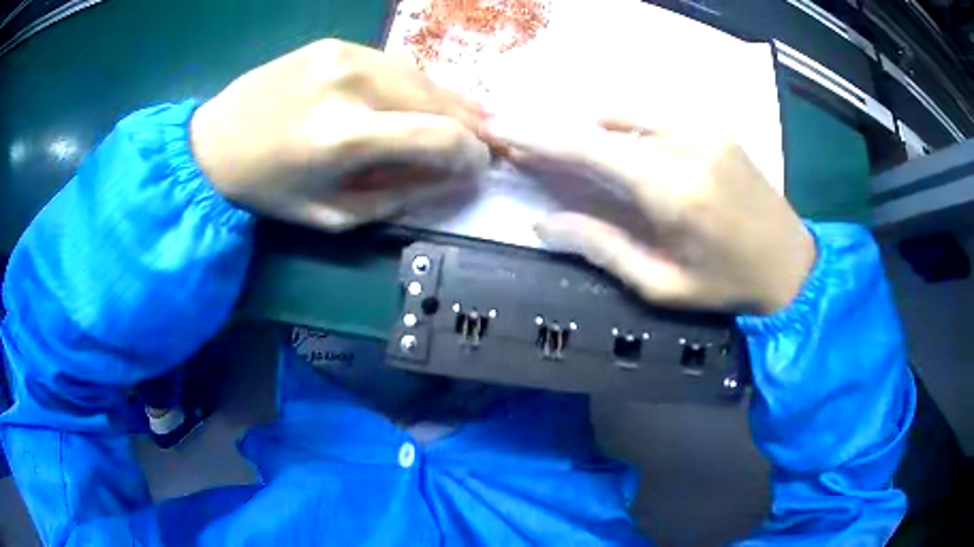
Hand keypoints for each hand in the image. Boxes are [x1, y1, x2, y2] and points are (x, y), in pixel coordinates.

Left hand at [190, 39, 490, 230]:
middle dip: (470, 124)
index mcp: (346, 136)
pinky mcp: (335, 44)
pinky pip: (394, 64)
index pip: (442, 135)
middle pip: (440, 98)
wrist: (213, 142)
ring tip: (459, 121)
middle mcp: (352, 84)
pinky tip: (415, 101)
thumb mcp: (331, 215)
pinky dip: (414, 85)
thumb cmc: (268, 189)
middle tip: (481, 143)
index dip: (472, 153)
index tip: (480, 166)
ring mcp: (344, 55)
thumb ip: (398, 196)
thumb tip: (450, 177)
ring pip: (422, 76)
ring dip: (447, 101)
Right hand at [486, 112, 815, 314]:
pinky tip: (617, 145)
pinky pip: (652, 111)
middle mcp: (685, 141)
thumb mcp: (661, 284)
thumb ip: (601, 247)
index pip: (587, 148)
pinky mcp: (713, 122)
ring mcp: (703, 124)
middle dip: (556, 131)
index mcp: (671, 188)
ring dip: (589, 127)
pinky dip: (623, 123)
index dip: (537, 136)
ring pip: (624, 110)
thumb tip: (543, 223)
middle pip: (600, 121)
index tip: (499, 128)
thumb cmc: (727, 285)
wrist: (791, 264)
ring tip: (569, 151)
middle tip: (526, 144)